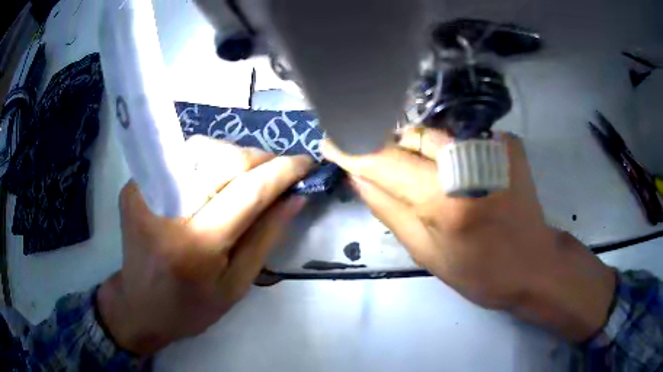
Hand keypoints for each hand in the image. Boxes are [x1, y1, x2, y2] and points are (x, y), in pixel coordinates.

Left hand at [98, 136, 312, 354]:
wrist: (139, 306)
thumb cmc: (191, 307)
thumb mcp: (237, 284)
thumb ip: (266, 236)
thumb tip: (295, 197)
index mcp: (197, 245)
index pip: (248, 191)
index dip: (283, 171)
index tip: (306, 163)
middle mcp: (166, 210)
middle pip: (223, 159)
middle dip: (259, 158)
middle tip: (276, 171)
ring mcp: (143, 192)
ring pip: (200, 148)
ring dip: (232, 156)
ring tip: (246, 176)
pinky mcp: (133, 186)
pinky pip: (178, 157)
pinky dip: (204, 161)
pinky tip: (212, 180)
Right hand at [321, 127, 615, 341]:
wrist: (534, 263)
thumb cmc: (480, 272)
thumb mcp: (426, 253)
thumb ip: (388, 209)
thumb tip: (358, 174)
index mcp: (449, 201)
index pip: (387, 162)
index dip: (356, 151)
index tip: (332, 142)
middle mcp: (473, 161)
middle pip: (412, 136)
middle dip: (392, 151)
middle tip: (388, 173)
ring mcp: (495, 144)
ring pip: (435, 133)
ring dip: (420, 151)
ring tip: (426, 179)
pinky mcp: (507, 141)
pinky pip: (460, 137)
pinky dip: (449, 151)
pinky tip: (458, 174)